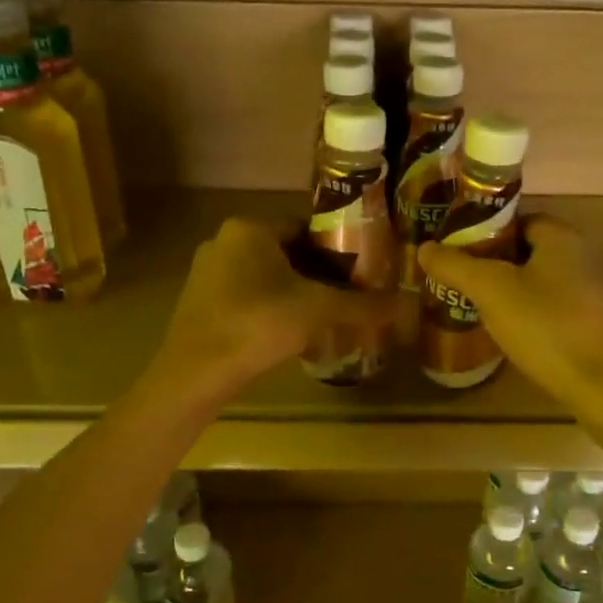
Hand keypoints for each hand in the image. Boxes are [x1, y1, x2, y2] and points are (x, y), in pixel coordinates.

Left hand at [150, 217, 396, 398]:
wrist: (195, 374)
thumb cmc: (257, 325)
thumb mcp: (318, 311)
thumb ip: (362, 305)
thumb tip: (407, 303)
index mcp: (250, 228)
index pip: (306, 228)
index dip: (337, 249)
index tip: (361, 273)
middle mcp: (224, 241)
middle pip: (287, 253)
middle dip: (318, 275)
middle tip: (348, 298)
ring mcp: (208, 273)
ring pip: (266, 277)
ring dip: (295, 294)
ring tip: (324, 318)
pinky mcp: (200, 304)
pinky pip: (247, 297)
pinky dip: (271, 310)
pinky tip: (289, 335)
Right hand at [417, 216, 602, 410]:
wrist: (601, 385)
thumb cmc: (545, 326)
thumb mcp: (491, 291)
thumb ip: (456, 266)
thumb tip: (425, 248)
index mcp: (562, 237)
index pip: (517, 219)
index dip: (485, 233)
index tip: (458, 254)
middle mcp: (583, 255)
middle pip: (527, 250)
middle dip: (494, 264)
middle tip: (462, 282)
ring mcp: (592, 290)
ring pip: (539, 280)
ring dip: (511, 290)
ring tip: (478, 308)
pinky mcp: (594, 322)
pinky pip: (553, 305)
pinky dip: (530, 312)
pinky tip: (510, 332)